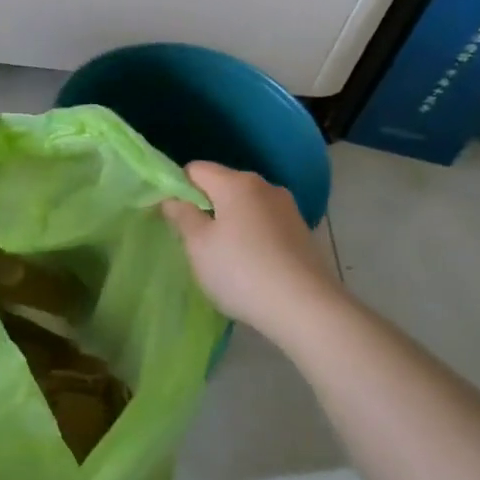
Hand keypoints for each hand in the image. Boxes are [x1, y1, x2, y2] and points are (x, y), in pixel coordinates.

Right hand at [163, 162, 345, 347]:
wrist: (307, 309)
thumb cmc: (242, 271)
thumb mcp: (198, 246)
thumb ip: (181, 216)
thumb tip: (172, 200)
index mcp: (236, 183)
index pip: (196, 170)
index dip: (178, 188)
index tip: (173, 217)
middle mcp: (265, 187)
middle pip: (223, 185)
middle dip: (205, 206)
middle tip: (195, 241)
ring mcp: (288, 209)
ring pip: (245, 206)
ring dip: (230, 223)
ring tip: (224, 258)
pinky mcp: (302, 233)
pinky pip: (265, 224)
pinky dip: (252, 237)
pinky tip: (251, 266)